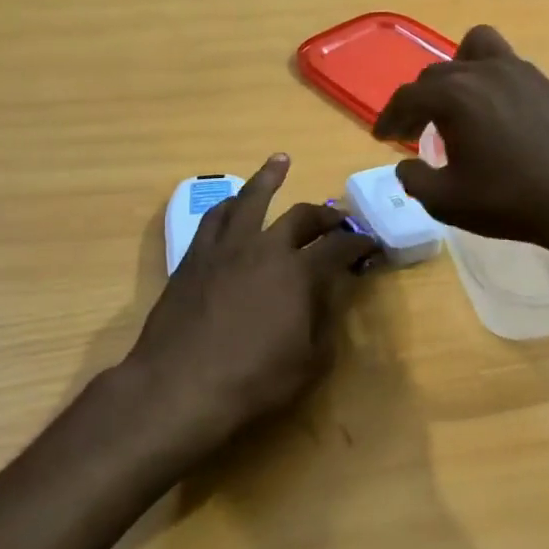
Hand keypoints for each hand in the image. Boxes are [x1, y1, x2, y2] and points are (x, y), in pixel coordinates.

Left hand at [121, 154, 377, 459]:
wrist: (178, 387)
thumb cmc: (252, 381)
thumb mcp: (309, 362)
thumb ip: (325, 324)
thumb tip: (330, 298)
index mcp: (298, 272)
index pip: (339, 248)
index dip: (359, 244)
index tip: (370, 244)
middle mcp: (264, 248)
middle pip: (300, 217)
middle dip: (324, 215)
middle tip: (337, 218)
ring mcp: (225, 249)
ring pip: (251, 200)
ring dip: (269, 178)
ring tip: (280, 161)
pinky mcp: (194, 258)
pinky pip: (213, 218)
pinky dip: (229, 204)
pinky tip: (232, 202)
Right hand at [372, 25, 548, 255]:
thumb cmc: (508, 201)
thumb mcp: (446, 201)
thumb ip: (414, 180)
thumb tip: (406, 166)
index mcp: (453, 95)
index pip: (408, 97)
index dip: (389, 118)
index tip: (382, 137)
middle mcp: (483, 71)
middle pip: (436, 74)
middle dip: (419, 101)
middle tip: (414, 132)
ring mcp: (519, 71)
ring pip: (475, 50)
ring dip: (456, 74)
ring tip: (457, 104)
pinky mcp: (545, 83)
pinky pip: (505, 65)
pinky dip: (488, 80)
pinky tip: (495, 115)